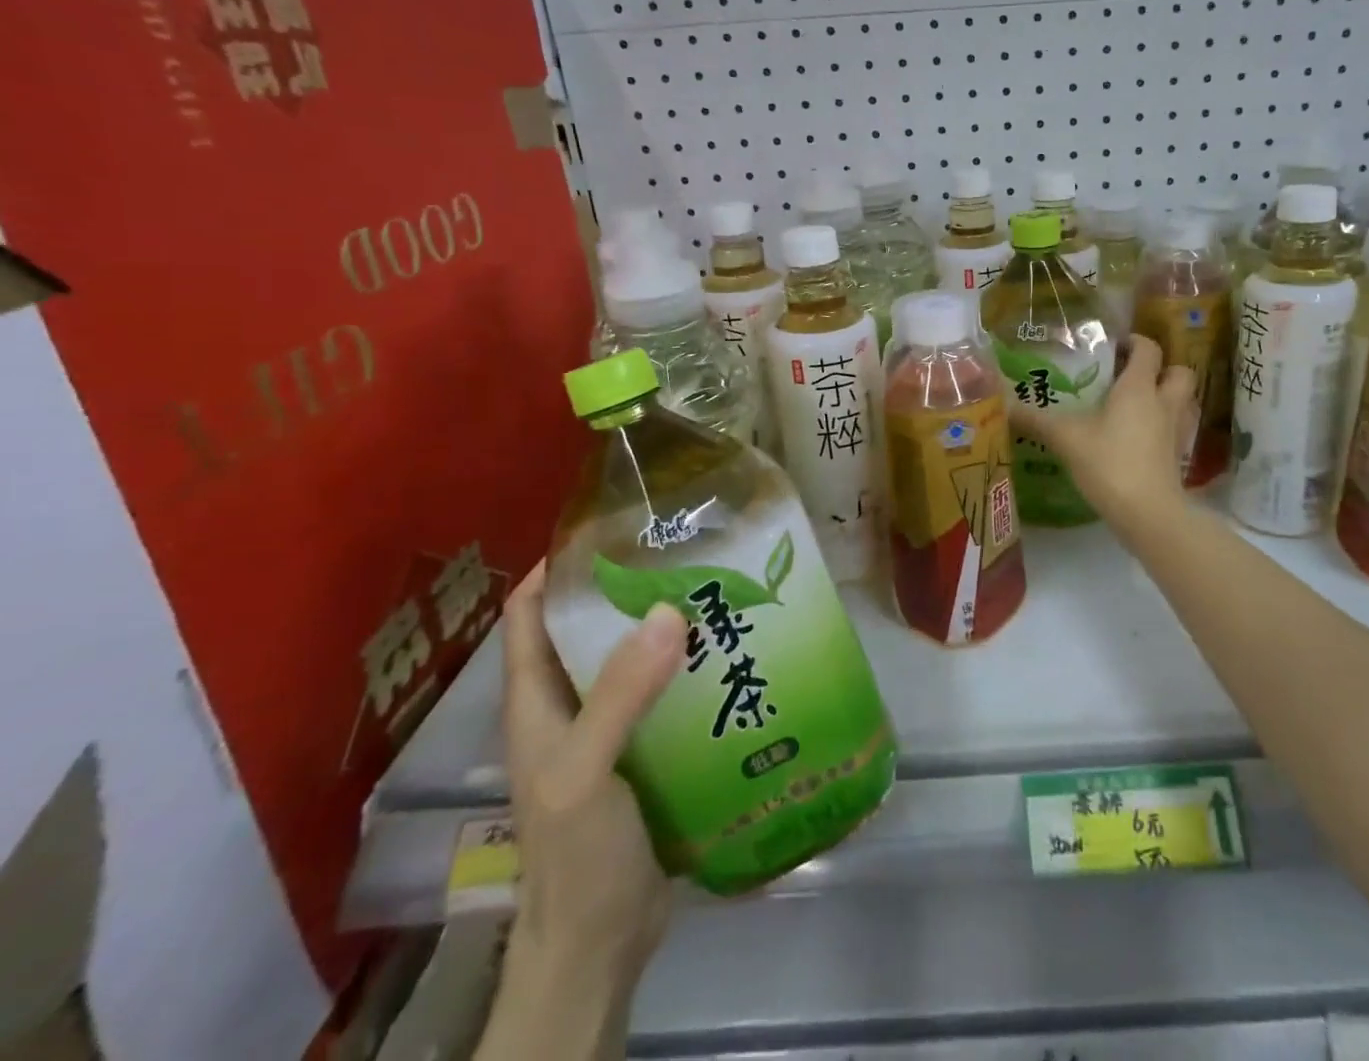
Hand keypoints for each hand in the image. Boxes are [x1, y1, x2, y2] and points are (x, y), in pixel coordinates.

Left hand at [497, 563, 684, 999]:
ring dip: (669, 627)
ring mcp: (609, 729)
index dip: (556, 566)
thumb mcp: (584, 773)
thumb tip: (668, 610)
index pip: (529, 613)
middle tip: (686, 552)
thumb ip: (620, 695)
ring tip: (719, 590)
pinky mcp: (647, 751)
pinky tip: (733, 655)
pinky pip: (667, 693)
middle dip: (630, 587)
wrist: (599, 946)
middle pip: (591, 627)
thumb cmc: (575, 857)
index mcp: (537, 701)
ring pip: (635, 659)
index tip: (610, 528)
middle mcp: (570, 705)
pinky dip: (692, 668)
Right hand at [1006, 334, 1196, 540]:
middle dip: (1162, 368)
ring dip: (1168, 396)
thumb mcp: (1066, 439)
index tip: (1114, 346)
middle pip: (1179, 371)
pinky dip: (1165, 426)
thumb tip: (1005, 407)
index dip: (1134, 342)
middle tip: (1132, 376)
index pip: (1147, 349)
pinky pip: (1178, 429)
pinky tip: (1142, 438)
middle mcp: (1164, 402)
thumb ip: (1036, 421)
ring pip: (1184, 401)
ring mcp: (1176, 431)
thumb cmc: (1109, 463)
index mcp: (1138, 388)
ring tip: (1139, 405)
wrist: (1148, 513)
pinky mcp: (1178, 457)